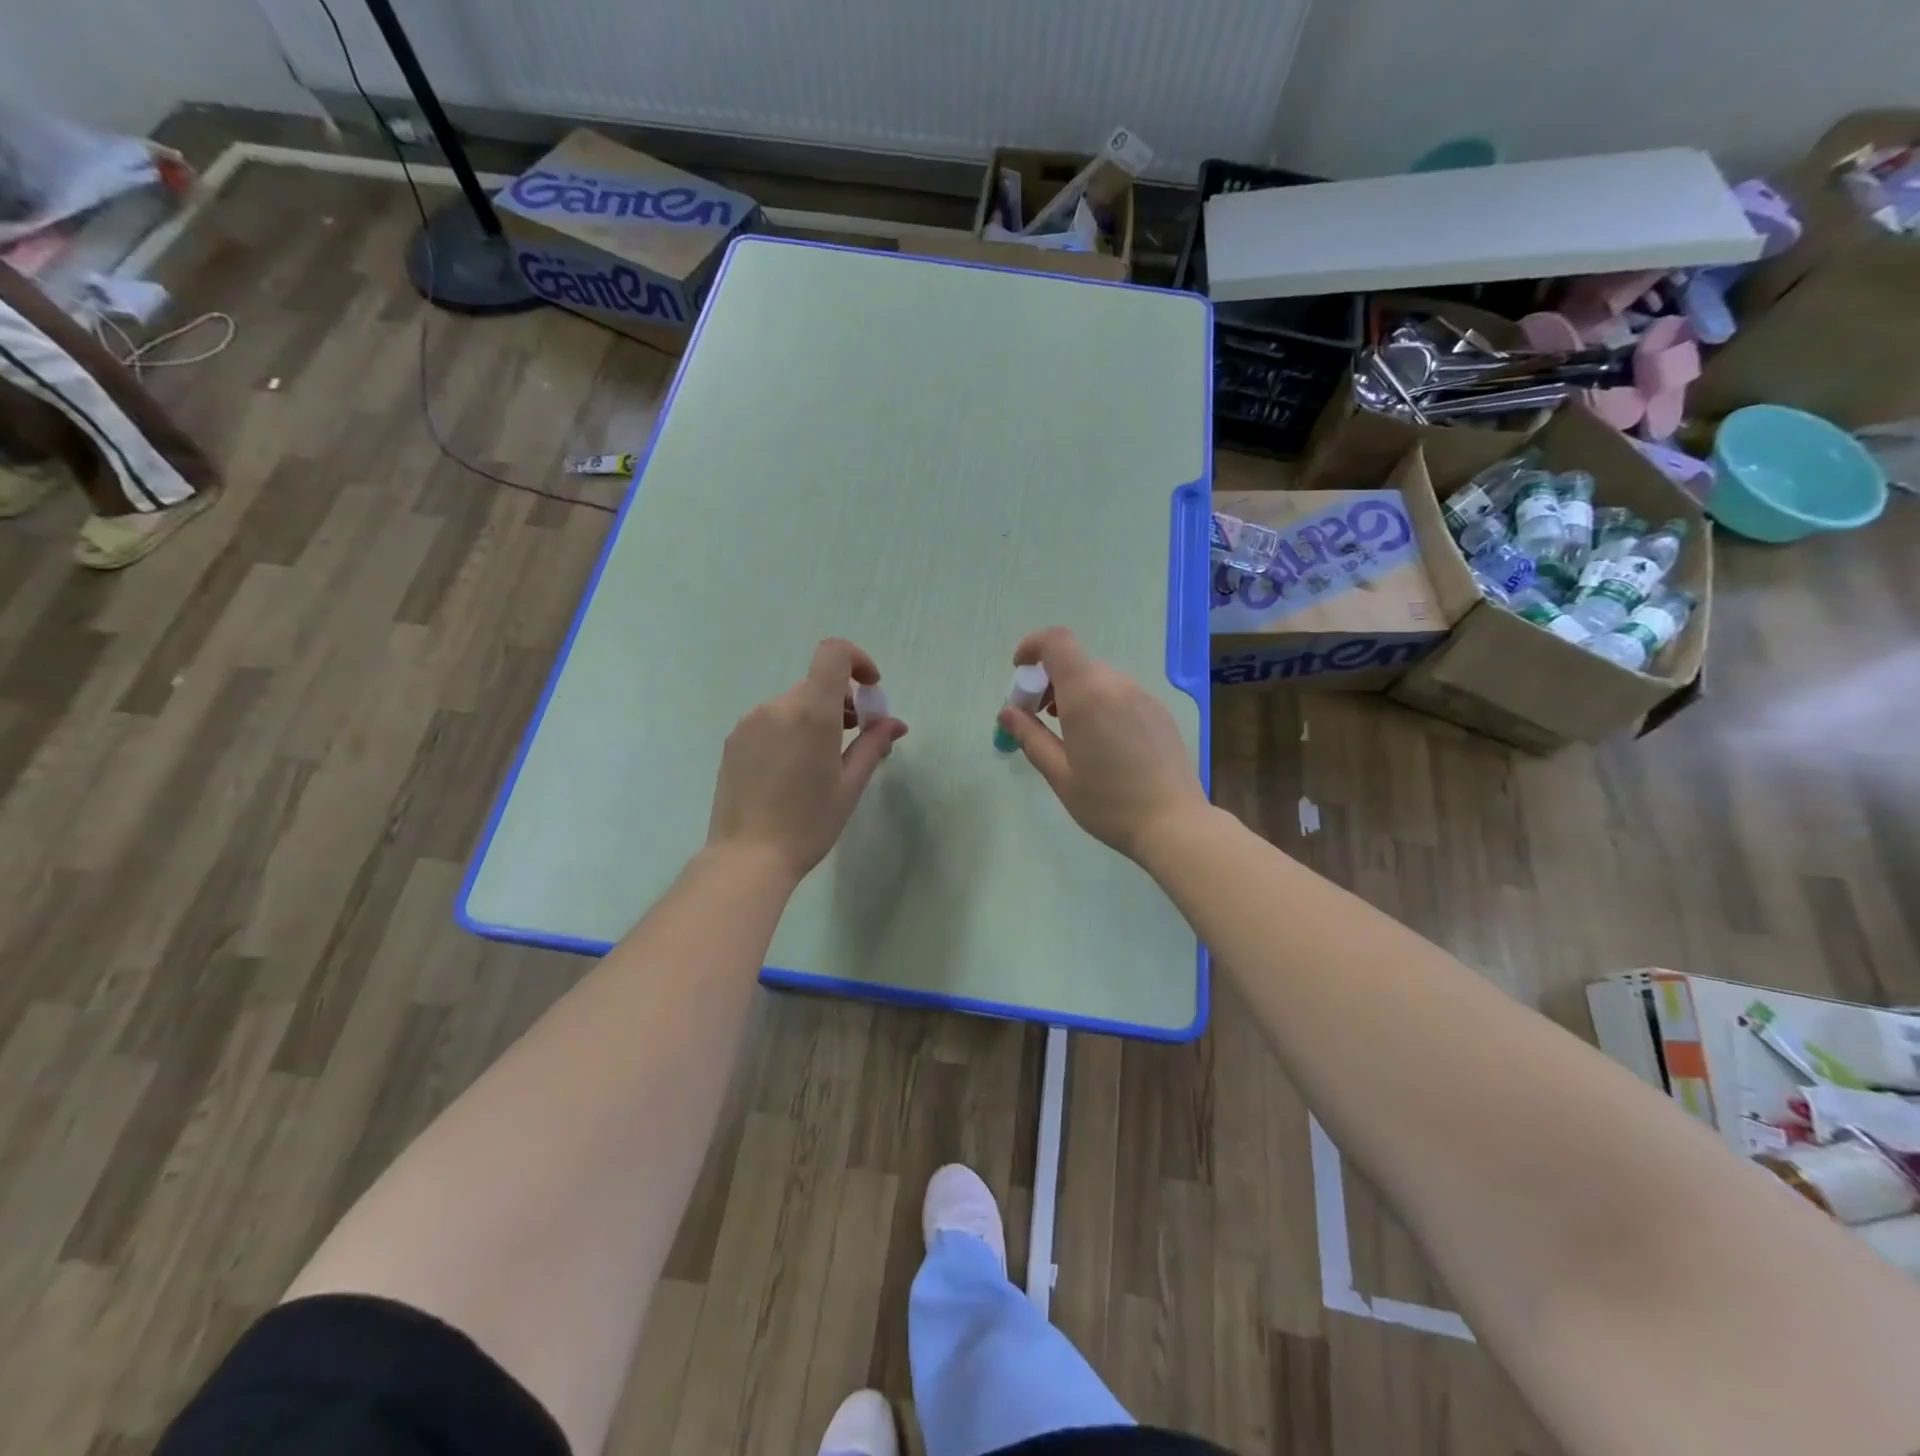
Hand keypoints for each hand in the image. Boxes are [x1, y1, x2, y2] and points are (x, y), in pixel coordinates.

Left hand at [706, 638, 907, 880]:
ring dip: (815, 717)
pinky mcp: (734, 740)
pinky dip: (790, 730)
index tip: (870, 689)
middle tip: (855, 738)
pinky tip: (792, 771)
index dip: (857, 660)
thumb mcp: (850, 785)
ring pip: (793, 704)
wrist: (747, 857)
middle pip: (816, 684)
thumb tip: (894, 723)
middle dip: (842, 702)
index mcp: (812, 712)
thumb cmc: (809, 823)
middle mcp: (777, 707)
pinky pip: (770, 721)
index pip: (833, 653)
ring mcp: (750, 722)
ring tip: (822, 760)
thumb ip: (872, 744)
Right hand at [995, 627, 1208, 861]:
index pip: (1056, 642)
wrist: (1174, 823)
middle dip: (1049, 682)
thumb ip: (1030, 736)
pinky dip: (1100, 704)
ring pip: (1099, 679)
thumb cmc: (1108, 802)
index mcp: (1087, 694)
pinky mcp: (1159, 712)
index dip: (1033, 646)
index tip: (1019, 671)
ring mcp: (1143, 696)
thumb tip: (1007, 712)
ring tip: (1069, 734)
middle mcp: (1117, 684)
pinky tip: (1103, 744)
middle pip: (1075, 663)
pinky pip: (1121, 694)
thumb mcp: (1059, 774)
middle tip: (1038, 718)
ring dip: (1075, 693)